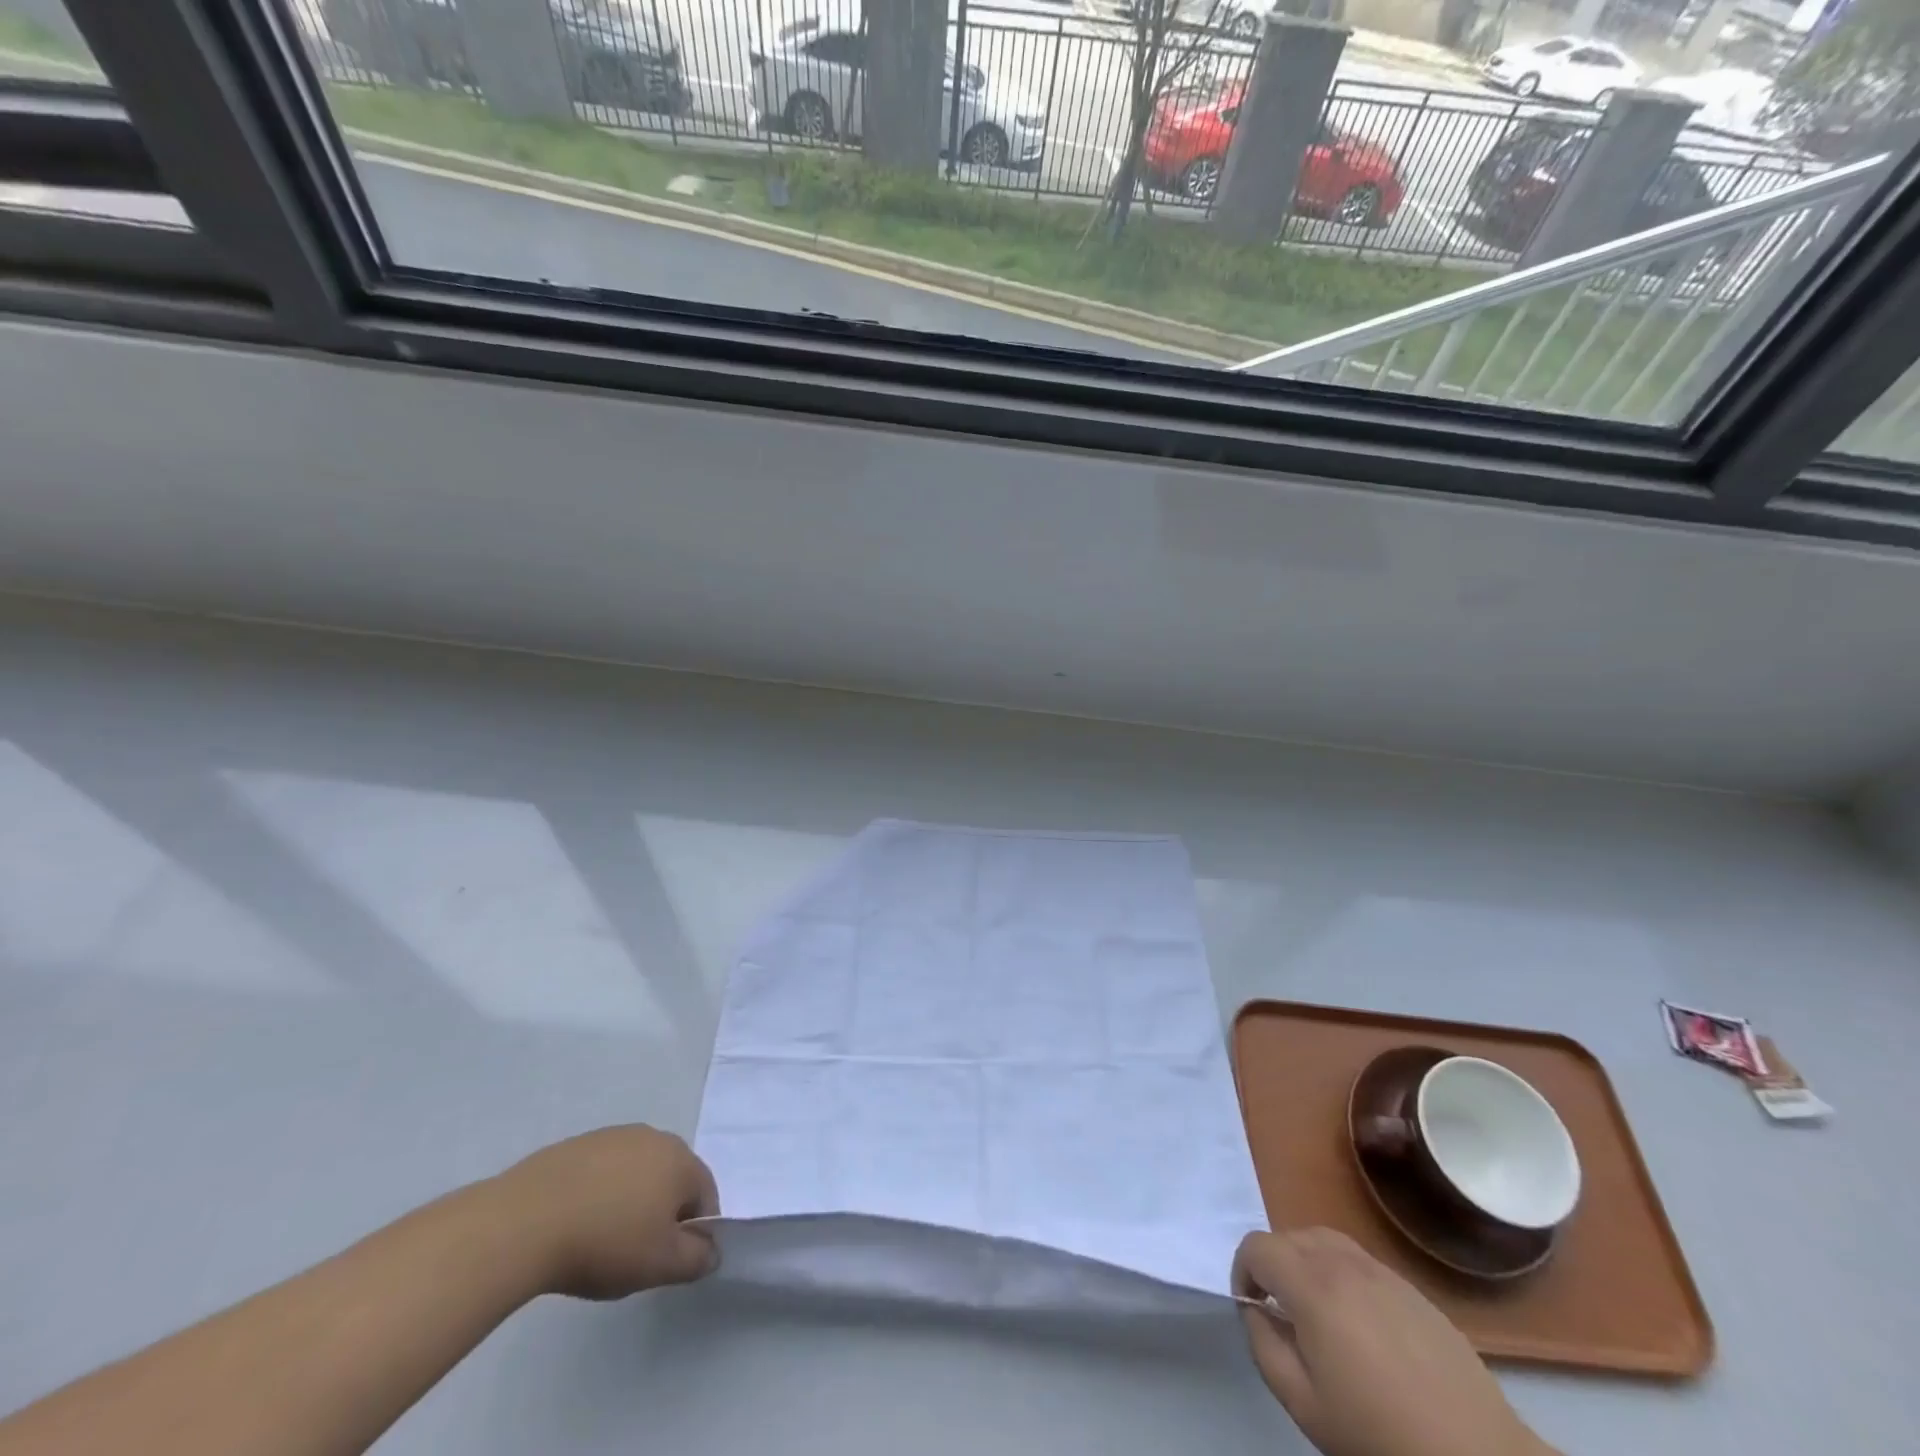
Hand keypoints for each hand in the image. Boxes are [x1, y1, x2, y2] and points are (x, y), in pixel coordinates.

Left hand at [491, 1125, 720, 1299]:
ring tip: (600, 1240)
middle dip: (661, 1213)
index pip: (705, 1195)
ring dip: (629, 1201)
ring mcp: (613, 1136)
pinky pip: (600, 1172)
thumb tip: (711, 1249)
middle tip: (636, 1253)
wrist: (525, 1222)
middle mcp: (653, 1137)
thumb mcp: (660, 1265)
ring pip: (635, 1173)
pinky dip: (597, 1194)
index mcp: (681, 1160)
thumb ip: (697, 1258)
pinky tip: (574, 1224)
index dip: (694, 1231)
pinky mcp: (576, 1145)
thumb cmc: (605, 1243)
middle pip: (670, 1179)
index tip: (668, 1261)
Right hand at [1234, 1229, 1552, 1455]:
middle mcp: (1343, 1263)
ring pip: (1325, 1240)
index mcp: (1312, 1286)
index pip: (1257, 1246)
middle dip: (1274, 1265)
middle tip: (1281, 1312)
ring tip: (1317, 1311)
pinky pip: (1360, 1261)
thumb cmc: (1379, 1434)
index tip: (1252, 1308)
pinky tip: (1359, 1324)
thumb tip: (1256, 1310)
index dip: (1243, 1271)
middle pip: (1289, 1236)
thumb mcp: (1303, 1404)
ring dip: (1306, 1262)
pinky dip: (1342, 1274)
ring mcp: (1381, 1271)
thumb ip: (1264, 1346)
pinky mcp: (1411, 1288)